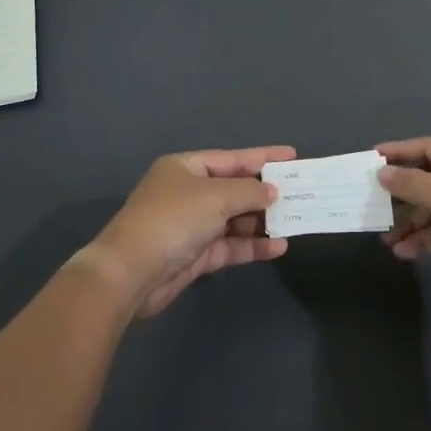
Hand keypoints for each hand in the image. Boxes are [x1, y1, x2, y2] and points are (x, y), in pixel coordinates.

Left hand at [81, 148, 293, 317]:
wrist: (130, 273)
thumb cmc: (173, 220)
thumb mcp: (214, 197)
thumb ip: (248, 192)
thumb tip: (271, 191)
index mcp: (186, 168)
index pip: (232, 158)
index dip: (263, 157)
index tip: (292, 156)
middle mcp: (189, 193)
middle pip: (234, 189)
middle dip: (265, 193)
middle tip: (300, 193)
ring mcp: (191, 225)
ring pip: (234, 219)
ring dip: (262, 221)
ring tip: (295, 221)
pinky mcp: (195, 255)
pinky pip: (230, 245)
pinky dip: (252, 245)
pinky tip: (278, 247)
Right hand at [377, 137, 430, 283]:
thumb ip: (412, 183)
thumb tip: (384, 173)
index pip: (429, 147)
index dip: (399, 151)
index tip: (371, 158)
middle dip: (402, 196)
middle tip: (375, 205)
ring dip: (411, 223)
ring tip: (386, 241)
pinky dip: (427, 239)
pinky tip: (405, 253)